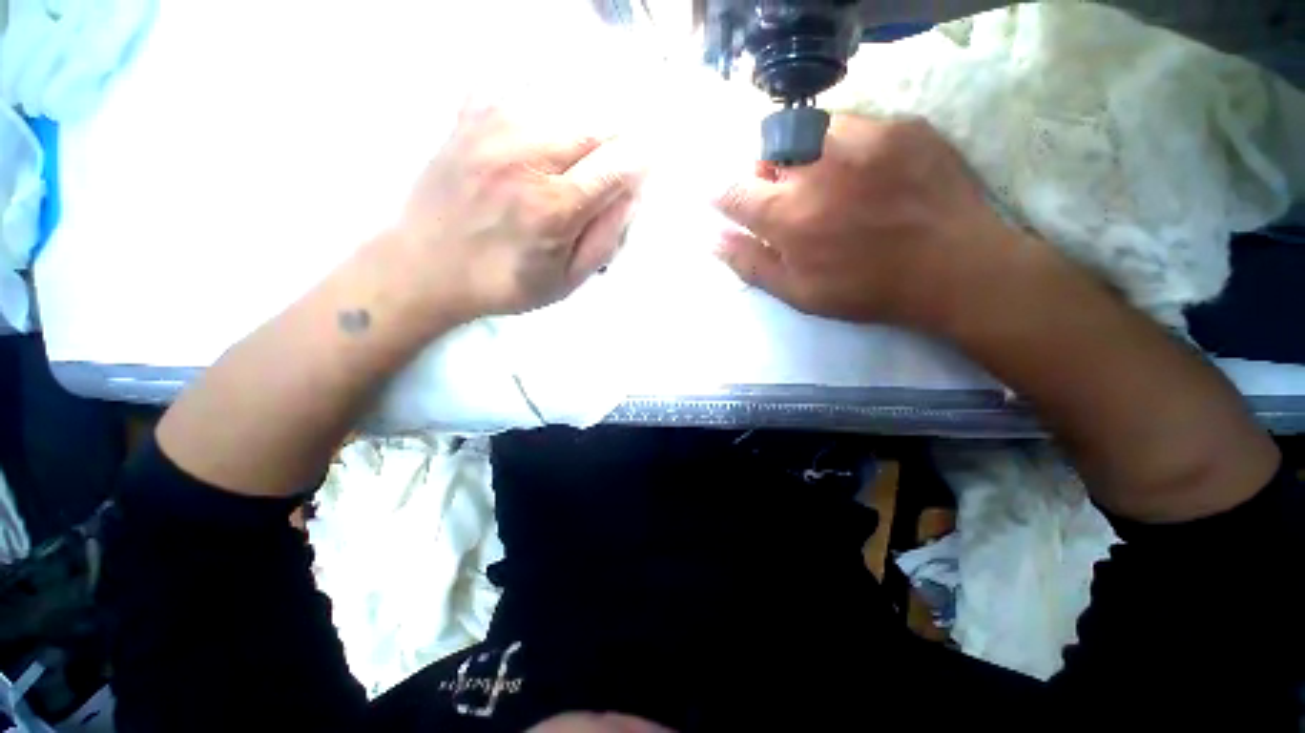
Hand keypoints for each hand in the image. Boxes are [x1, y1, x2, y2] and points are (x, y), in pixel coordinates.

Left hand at [395, 102, 643, 319]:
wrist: (424, 267)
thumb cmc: (504, 282)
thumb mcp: (567, 281)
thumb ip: (607, 238)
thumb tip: (633, 192)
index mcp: (552, 207)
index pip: (618, 163)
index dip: (640, 165)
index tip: (643, 174)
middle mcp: (524, 154)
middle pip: (596, 124)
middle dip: (615, 145)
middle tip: (606, 174)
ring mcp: (491, 126)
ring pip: (566, 102)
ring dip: (584, 129)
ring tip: (574, 161)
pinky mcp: (469, 115)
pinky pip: (522, 87)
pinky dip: (545, 106)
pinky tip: (541, 138)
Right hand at [713, 115, 1027, 329]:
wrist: (954, 267)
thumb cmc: (866, 289)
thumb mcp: (798, 292)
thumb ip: (750, 263)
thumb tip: (711, 239)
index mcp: (788, 216)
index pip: (732, 191)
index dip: (721, 194)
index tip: (724, 199)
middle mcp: (816, 168)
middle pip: (766, 153)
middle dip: (765, 175)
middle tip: (788, 199)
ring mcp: (861, 139)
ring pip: (806, 132)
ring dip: (802, 156)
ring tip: (825, 183)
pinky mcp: (899, 126)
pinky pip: (851, 125)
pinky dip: (843, 147)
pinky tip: (864, 174)